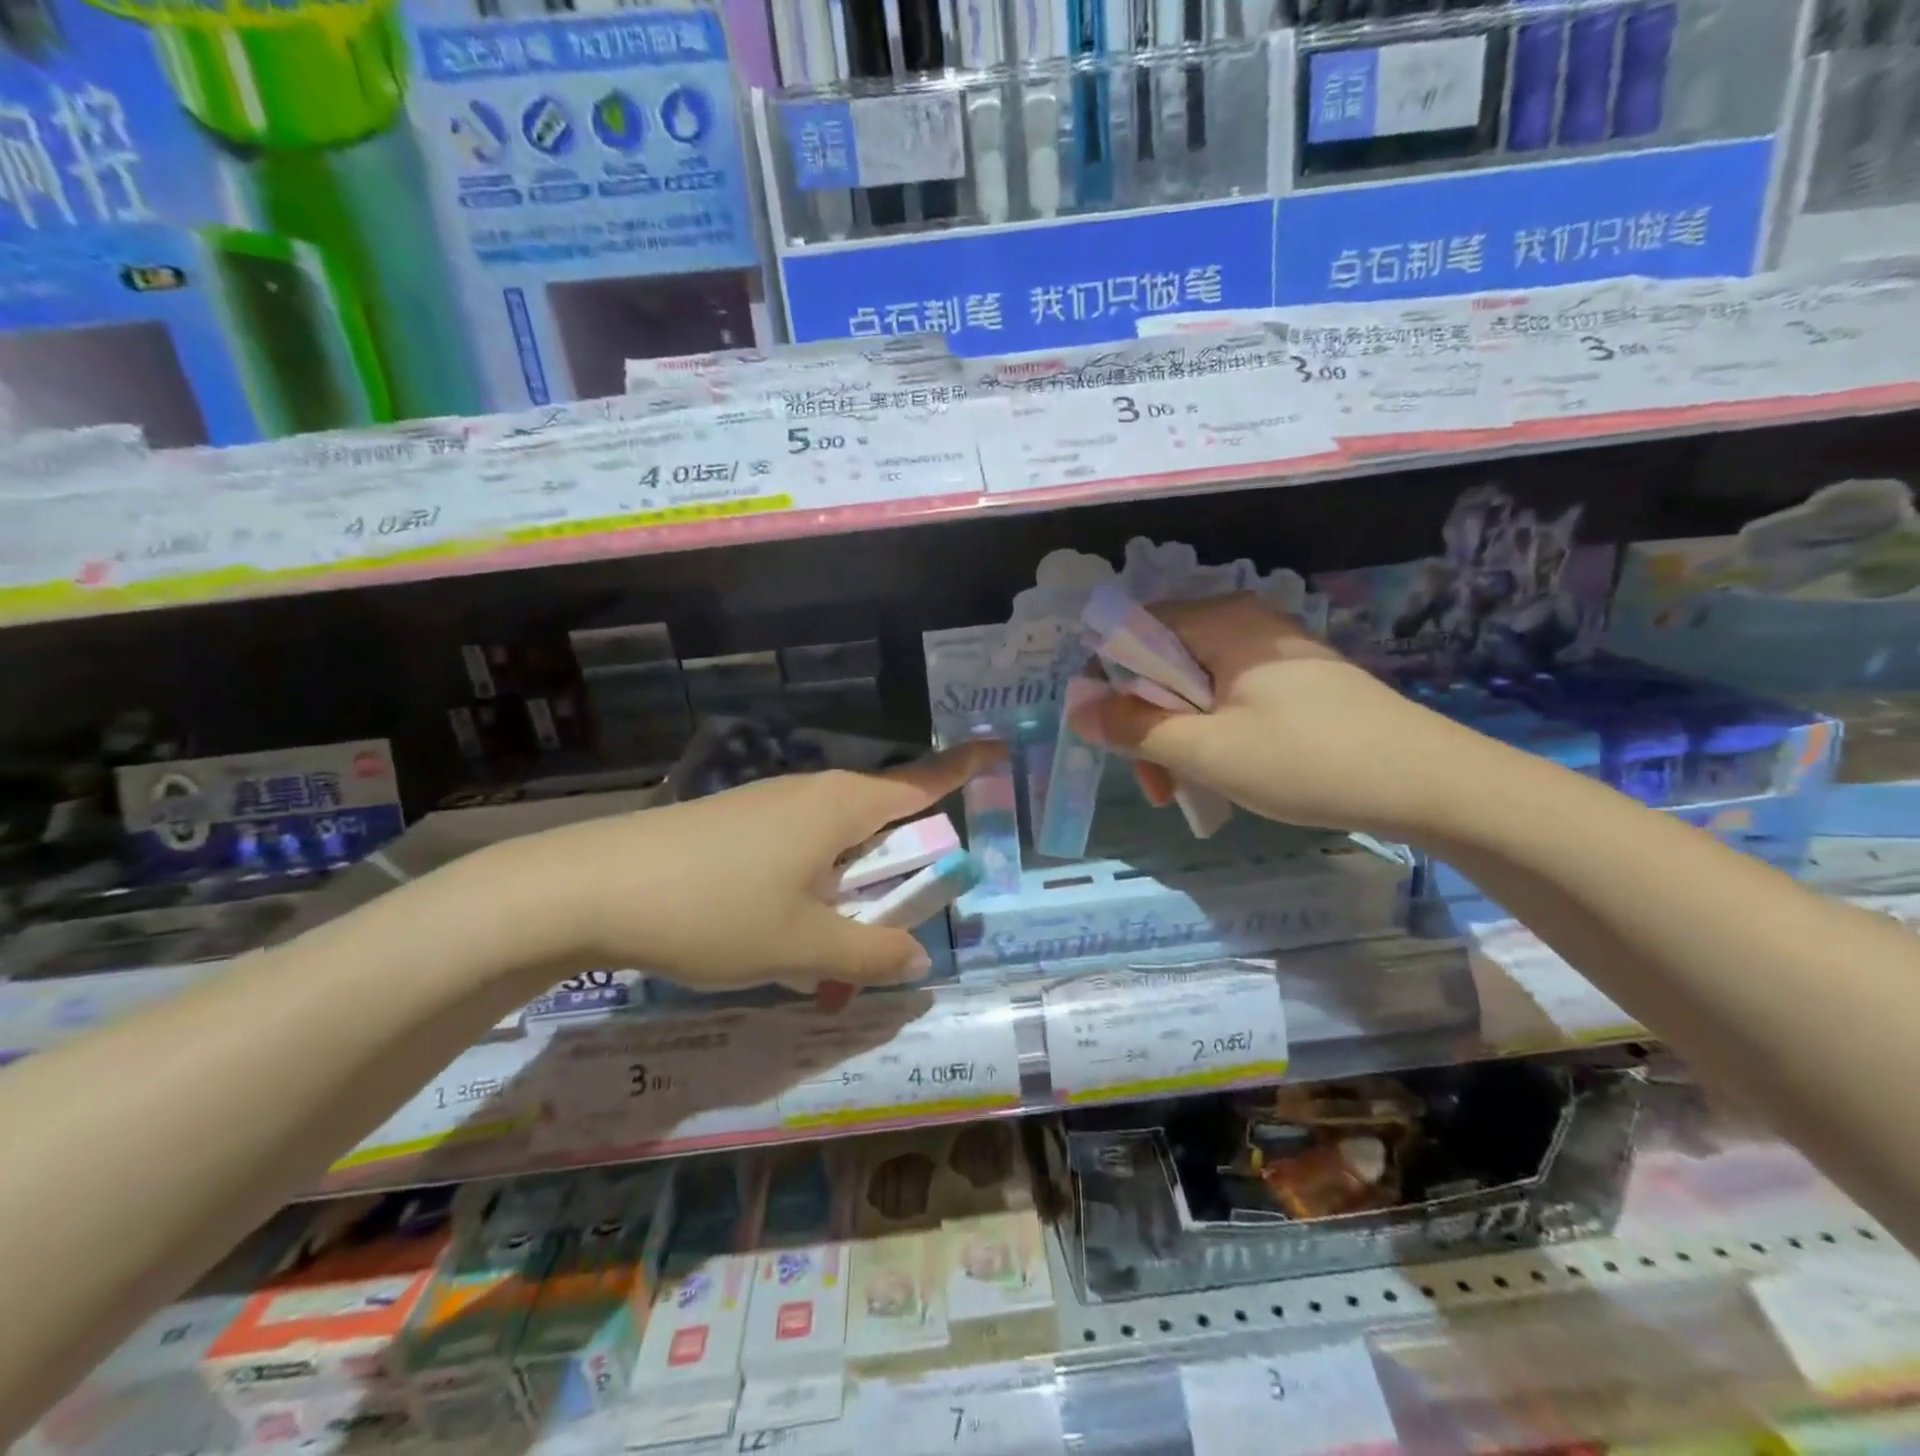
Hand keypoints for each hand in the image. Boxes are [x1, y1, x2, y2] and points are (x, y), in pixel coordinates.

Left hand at [500, 743, 1000, 1002]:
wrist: (588, 888)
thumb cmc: (712, 909)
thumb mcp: (801, 947)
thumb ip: (868, 956)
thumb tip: (916, 961)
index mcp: (841, 806)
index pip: (923, 780)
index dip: (965, 767)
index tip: (1000, 750)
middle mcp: (811, 793)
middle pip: (881, 818)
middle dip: (903, 864)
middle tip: (904, 918)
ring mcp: (768, 805)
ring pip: (835, 841)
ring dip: (850, 887)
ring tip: (832, 949)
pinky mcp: (734, 824)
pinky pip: (797, 850)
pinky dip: (810, 888)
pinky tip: (780, 935)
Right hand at [1070, 594, 1477, 841]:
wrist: (1431, 785)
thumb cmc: (1307, 760)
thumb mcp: (1206, 750)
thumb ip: (1133, 727)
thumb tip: (1075, 708)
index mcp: (1220, 621)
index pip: (1130, 632)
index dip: (1105, 683)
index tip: (1108, 739)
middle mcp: (1244, 623)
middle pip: (1160, 664)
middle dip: (1144, 724)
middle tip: (1156, 786)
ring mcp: (1273, 653)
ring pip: (1193, 688)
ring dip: (1176, 738)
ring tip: (1187, 792)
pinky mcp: (1295, 683)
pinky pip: (1228, 699)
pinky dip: (1211, 735)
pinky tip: (1224, 775)